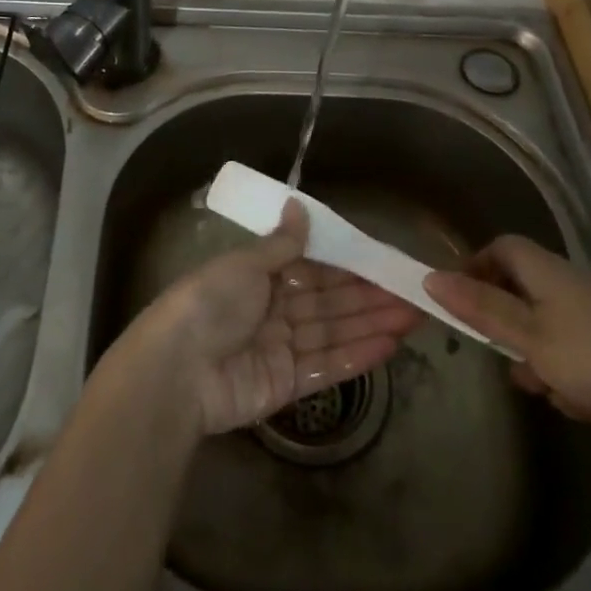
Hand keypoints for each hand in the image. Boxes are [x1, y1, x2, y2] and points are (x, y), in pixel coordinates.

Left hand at [125, 199, 423, 435]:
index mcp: (259, 276)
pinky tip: (389, 345)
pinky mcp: (286, 385)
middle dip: (369, 296)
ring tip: (414, 315)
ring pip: (334, 332)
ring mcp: (280, 349)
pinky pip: (327, 366)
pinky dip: (357, 355)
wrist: (177, 370)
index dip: (348, 265)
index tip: (383, 261)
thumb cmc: (210, 302)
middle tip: (413, 292)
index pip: (313, 267)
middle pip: (328, 301)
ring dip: (372, 323)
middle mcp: (272, 309)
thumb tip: (298, 205)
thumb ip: (280, 243)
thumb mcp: (244, 264)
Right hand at [425, 235, 590, 437]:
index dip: (477, 271)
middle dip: (522, 346)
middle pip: (527, 304)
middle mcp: (574, 287)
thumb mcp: (532, 337)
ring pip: (560, 344)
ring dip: (561, 378)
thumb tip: (430, 276)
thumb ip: (481, 309)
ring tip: (583, 404)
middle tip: (528, 374)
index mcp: (545, 272)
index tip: (467, 309)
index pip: (499, 249)